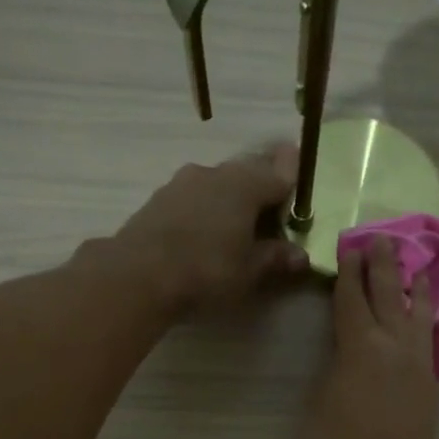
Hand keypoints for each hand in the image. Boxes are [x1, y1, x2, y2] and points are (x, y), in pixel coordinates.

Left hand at [113, 147, 308, 312]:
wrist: (138, 274)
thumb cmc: (207, 270)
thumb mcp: (249, 270)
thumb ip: (275, 258)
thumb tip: (300, 255)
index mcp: (245, 186)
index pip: (278, 174)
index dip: (291, 173)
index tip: (298, 164)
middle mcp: (215, 174)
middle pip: (247, 173)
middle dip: (262, 183)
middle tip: (273, 200)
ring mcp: (182, 183)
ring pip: (218, 183)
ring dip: (231, 196)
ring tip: (240, 219)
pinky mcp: (159, 199)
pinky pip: (195, 197)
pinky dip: (207, 207)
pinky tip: (207, 228)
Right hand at [302, 237, 438, 438]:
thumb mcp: (319, 407)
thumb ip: (332, 371)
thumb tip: (343, 354)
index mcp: (358, 348)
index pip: (350, 299)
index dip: (347, 272)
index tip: (348, 246)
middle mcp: (393, 346)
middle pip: (388, 295)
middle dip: (382, 265)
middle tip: (380, 239)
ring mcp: (417, 364)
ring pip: (418, 313)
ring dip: (413, 286)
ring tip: (415, 265)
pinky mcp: (430, 384)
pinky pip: (428, 337)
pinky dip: (425, 317)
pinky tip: (424, 314)